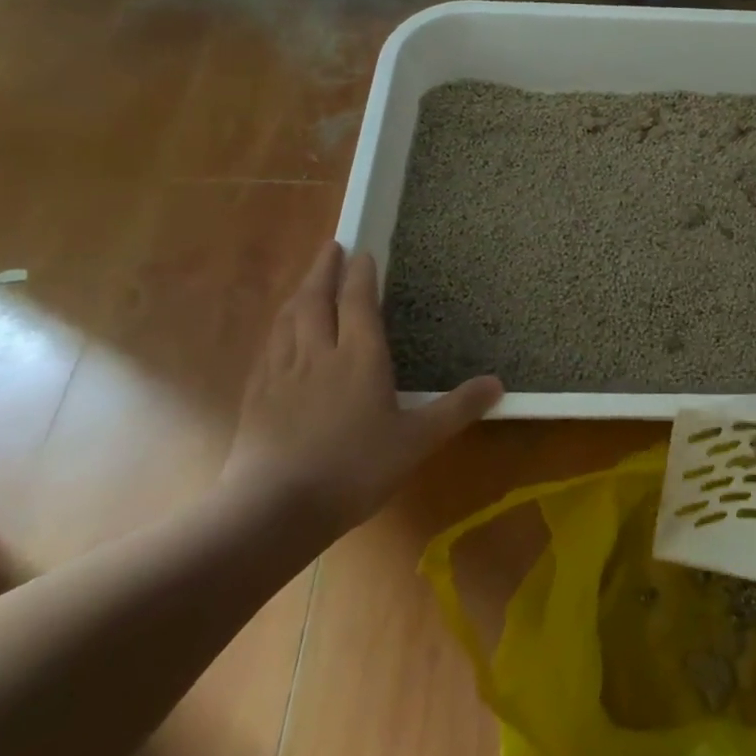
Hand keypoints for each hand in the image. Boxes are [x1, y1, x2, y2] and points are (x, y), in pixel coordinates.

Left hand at [223, 241, 502, 535]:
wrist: (273, 510)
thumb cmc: (354, 470)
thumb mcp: (416, 442)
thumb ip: (456, 409)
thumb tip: (498, 383)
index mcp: (359, 357)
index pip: (358, 302)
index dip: (360, 274)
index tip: (362, 251)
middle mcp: (318, 353)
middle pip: (317, 299)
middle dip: (324, 269)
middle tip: (331, 246)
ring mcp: (282, 372)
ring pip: (289, 318)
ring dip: (299, 292)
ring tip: (307, 280)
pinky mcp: (256, 395)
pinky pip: (269, 345)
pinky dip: (277, 326)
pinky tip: (278, 332)